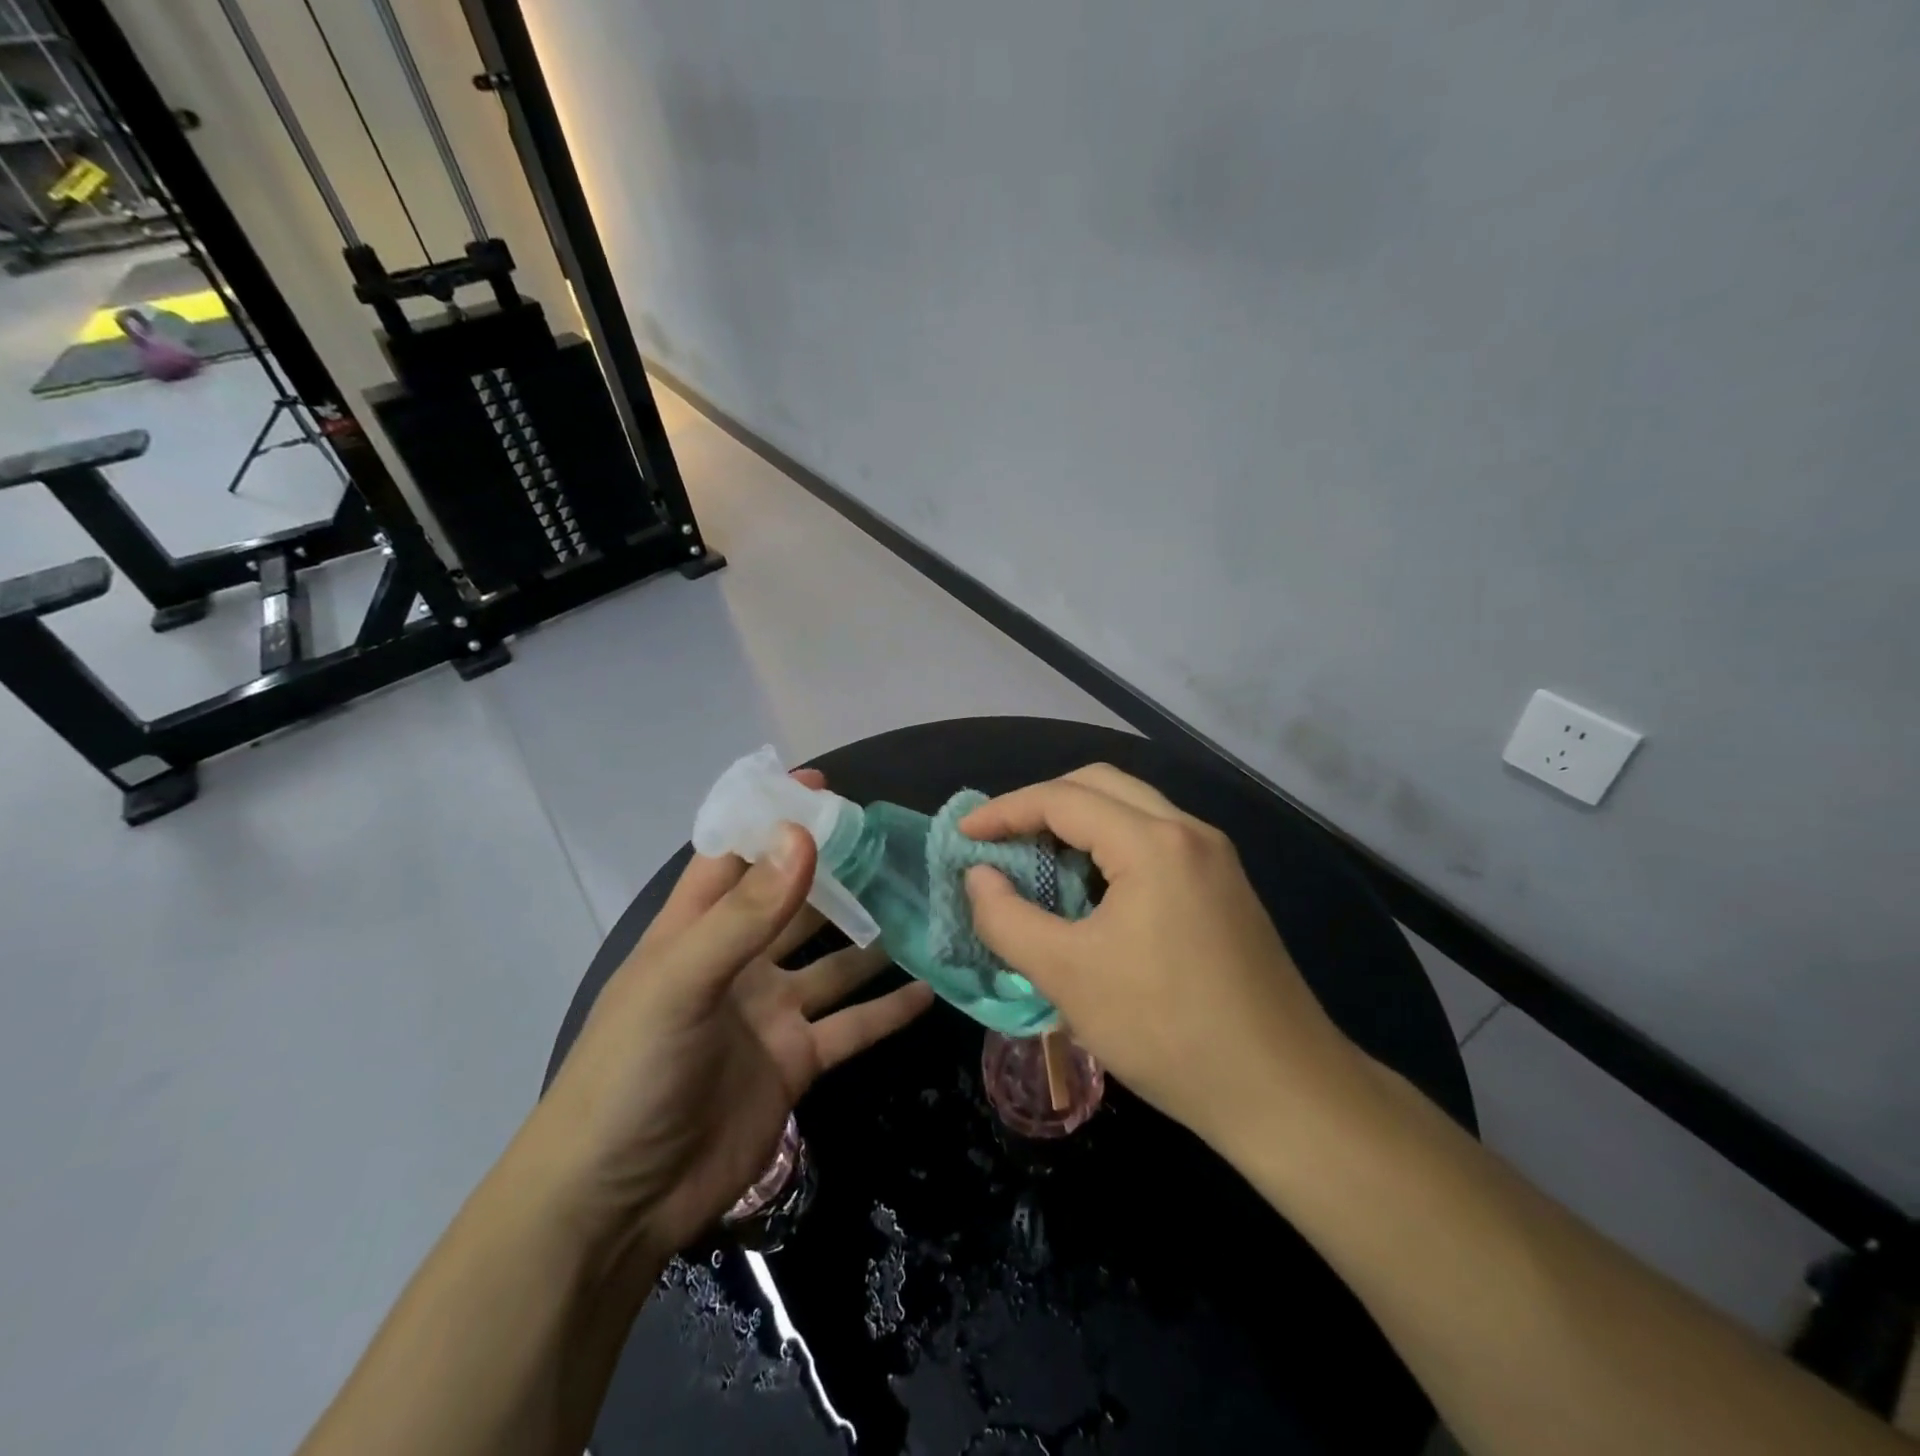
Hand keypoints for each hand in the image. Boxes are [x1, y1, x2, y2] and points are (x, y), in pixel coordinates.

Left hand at [529, 774, 934, 1269]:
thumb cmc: (629, 1075)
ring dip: (873, 939)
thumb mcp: (681, 983)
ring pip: (833, 963)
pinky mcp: (796, 1062)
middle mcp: (737, 963)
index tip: (823, 788)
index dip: (772, 818)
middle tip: (894, 844)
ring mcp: (770, 1013)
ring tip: (922, 905)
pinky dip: (888, 1009)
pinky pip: (852, 1026)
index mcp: (696, 931)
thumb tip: (802, 834)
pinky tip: (930, 988)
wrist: (616, 1205)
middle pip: (793, 903)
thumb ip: (746, 913)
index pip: (736, 854)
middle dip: (836, 873)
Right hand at [961, 764, 1360, 1152]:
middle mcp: (1189, 832)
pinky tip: (1090, 889)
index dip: (1005, 811)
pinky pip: (1155, 841)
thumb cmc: (1166, 1029)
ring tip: (1036, 861)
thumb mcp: (1068, 976)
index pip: (1063, 799)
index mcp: (1153, 842)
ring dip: (1078, 824)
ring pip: (1132, 810)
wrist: (1284, 1092)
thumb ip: (1008, 919)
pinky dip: (1110, 848)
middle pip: (1101, 785)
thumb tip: (979, 878)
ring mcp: (1214, 858)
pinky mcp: (1225, 888)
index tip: (964, 834)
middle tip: (1001, 840)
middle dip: (1042, 804)